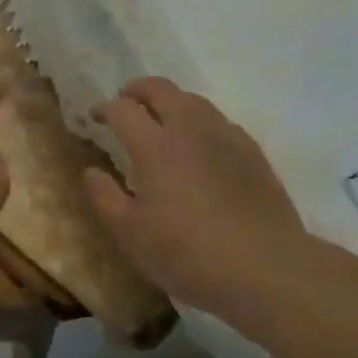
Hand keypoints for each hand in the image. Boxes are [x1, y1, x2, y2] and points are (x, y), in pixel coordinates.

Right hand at [83, 78, 305, 314]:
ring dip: (171, 101)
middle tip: (126, 100)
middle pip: (161, 89)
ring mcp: (225, 136)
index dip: (104, 108)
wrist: (266, 268)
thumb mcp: (130, 234)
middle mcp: (189, 129)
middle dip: (138, 89)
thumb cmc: (187, 253)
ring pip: (193, 100)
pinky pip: (219, 121)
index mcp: (154, 145)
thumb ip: (105, 197)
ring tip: (162, 118)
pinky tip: (200, 145)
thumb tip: (92, 171)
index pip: (122, 109)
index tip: (95, 117)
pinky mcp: (252, 152)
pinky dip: (200, 121)